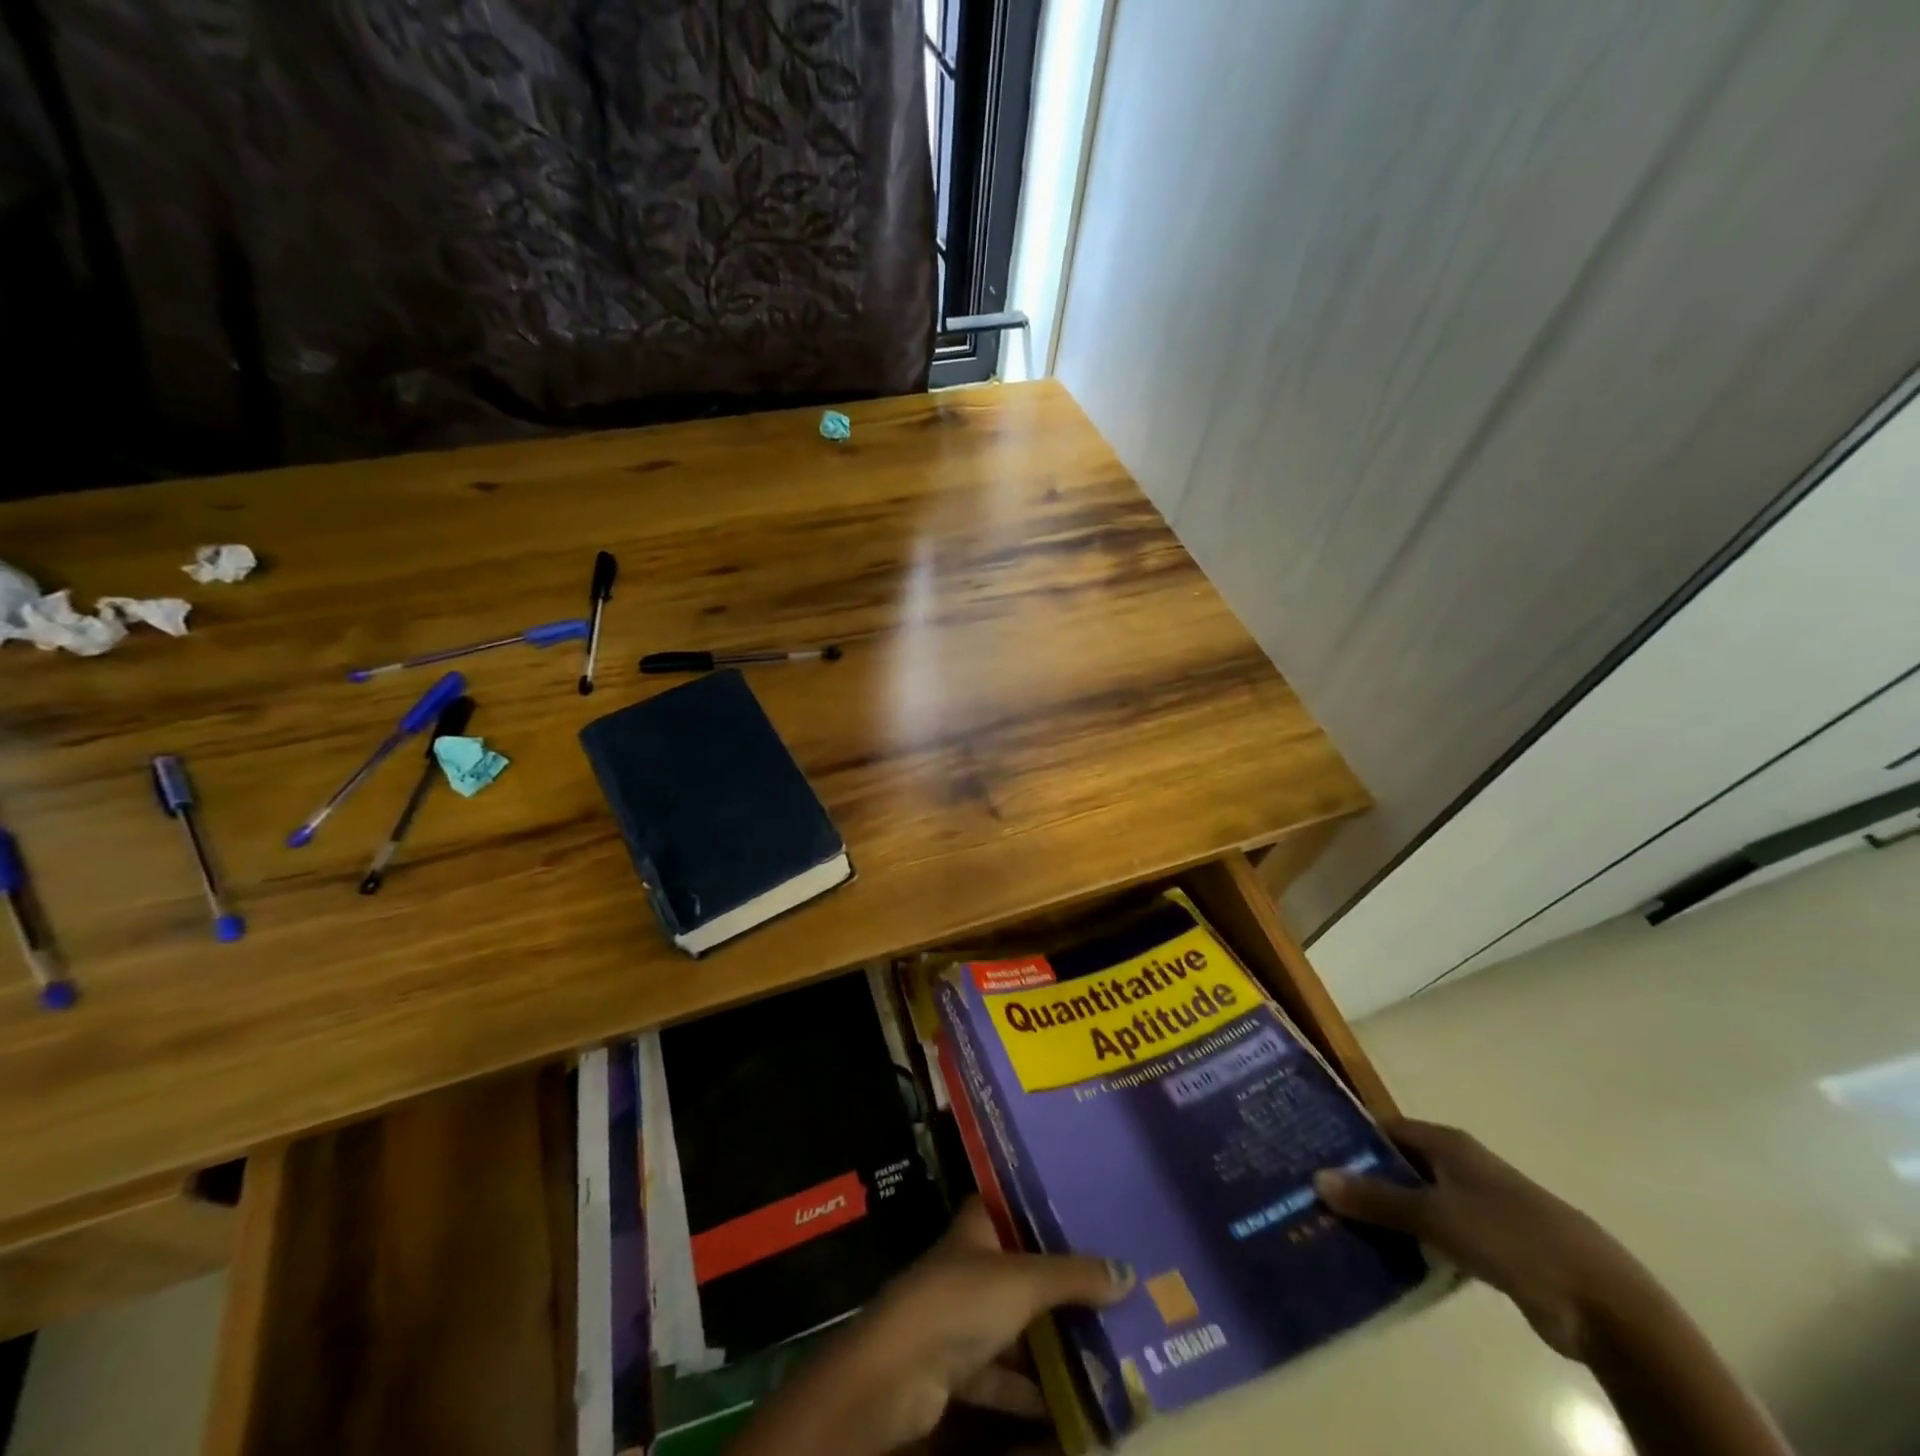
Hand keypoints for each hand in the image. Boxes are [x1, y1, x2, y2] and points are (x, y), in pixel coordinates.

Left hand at [729, 1199, 1133, 1455]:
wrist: (898, 1372)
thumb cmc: (959, 1301)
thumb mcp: (1023, 1280)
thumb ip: (1073, 1277)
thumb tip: (1127, 1271)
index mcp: (975, 1227)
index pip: (1007, 1203)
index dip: (1038, 1207)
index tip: (1081, 1213)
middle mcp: (966, 1265)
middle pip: (1017, 1267)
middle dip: (1057, 1281)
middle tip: (1108, 1288)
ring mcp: (959, 1317)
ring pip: (1013, 1324)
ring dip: (1048, 1339)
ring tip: (1102, 1345)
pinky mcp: (957, 1367)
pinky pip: (1003, 1375)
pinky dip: (1030, 1390)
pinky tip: (1069, 1405)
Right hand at [1315, 1117, 1651, 1360]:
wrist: (1601, 1301)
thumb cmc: (1511, 1237)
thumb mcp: (1435, 1215)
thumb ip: (1377, 1199)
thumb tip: (1317, 1177)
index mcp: (1447, 1144)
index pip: (1384, 1129)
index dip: (1350, 1139)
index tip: (1311, 1154)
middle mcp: (1459, 1166)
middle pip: (1398, 1166)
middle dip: (1362, 1181)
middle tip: (1317, 1198)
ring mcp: (1477, 1207)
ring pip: (1417, 1204)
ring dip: (1387, 1217)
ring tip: (1340, 1231)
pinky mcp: (1491, 1246)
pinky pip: (1438, 1237)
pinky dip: (1414, 1245)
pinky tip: (1386, 1262)